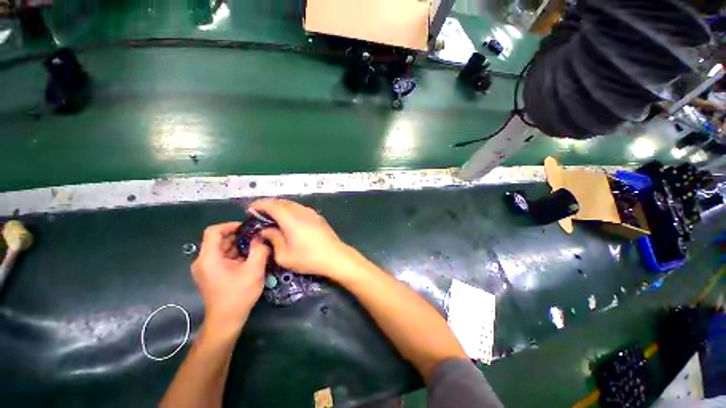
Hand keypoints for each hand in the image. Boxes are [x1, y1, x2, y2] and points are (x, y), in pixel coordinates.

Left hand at [191, 222, 269, 334]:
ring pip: (222, 248)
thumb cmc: (238, 294)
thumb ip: (259, 250)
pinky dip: (236, 254)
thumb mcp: (254, 270)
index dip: (230, 225)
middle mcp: (203, 261)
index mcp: (208, 258)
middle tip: (257, 237)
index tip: (248, 227)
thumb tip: (261, 237)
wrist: (226, 320)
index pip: (213, 231)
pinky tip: (250, 258)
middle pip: (219, 239)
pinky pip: (223, 257)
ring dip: (239, 246)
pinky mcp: (211, 274)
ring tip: (257, 247)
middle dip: (239, 236)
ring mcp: (206, 268)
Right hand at [249, 199, 361, 278]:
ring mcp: (312, 213)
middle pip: (282, 202)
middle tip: (259, 212)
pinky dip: (291, 210)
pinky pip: (300, 208)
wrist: (335, 256)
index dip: (260, 205)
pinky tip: (289, 219)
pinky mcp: (318, 217)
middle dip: (269, 204)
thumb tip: (266, 230)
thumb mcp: (284, 255)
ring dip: (281, 206)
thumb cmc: (309, 258)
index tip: (250, 209)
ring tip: (272, 215)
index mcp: (291, 219)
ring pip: (293, 204)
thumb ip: (273, 239)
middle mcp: (301, 211)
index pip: (272, 205)